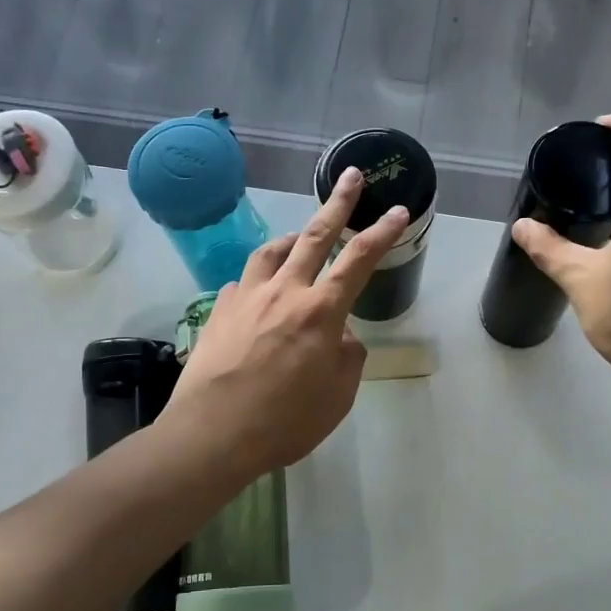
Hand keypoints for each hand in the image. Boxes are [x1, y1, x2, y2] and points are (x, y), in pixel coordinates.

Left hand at [162, 168, 408, 479]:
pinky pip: (243, 282)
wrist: (211, 434)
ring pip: (272, 251)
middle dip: (338, 203)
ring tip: (301, 237)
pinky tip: (260, 293)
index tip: (399, 211)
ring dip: (293, 237)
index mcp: (321, 312)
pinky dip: (260, 279)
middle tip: (352, 176)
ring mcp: (246, 298)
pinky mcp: (218, 311)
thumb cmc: (284, 422)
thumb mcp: (337, 397)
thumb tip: (342, 337)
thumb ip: (348, 358)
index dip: (383, 233)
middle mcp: (284, 292)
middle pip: (316, 236)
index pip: (359, 260)